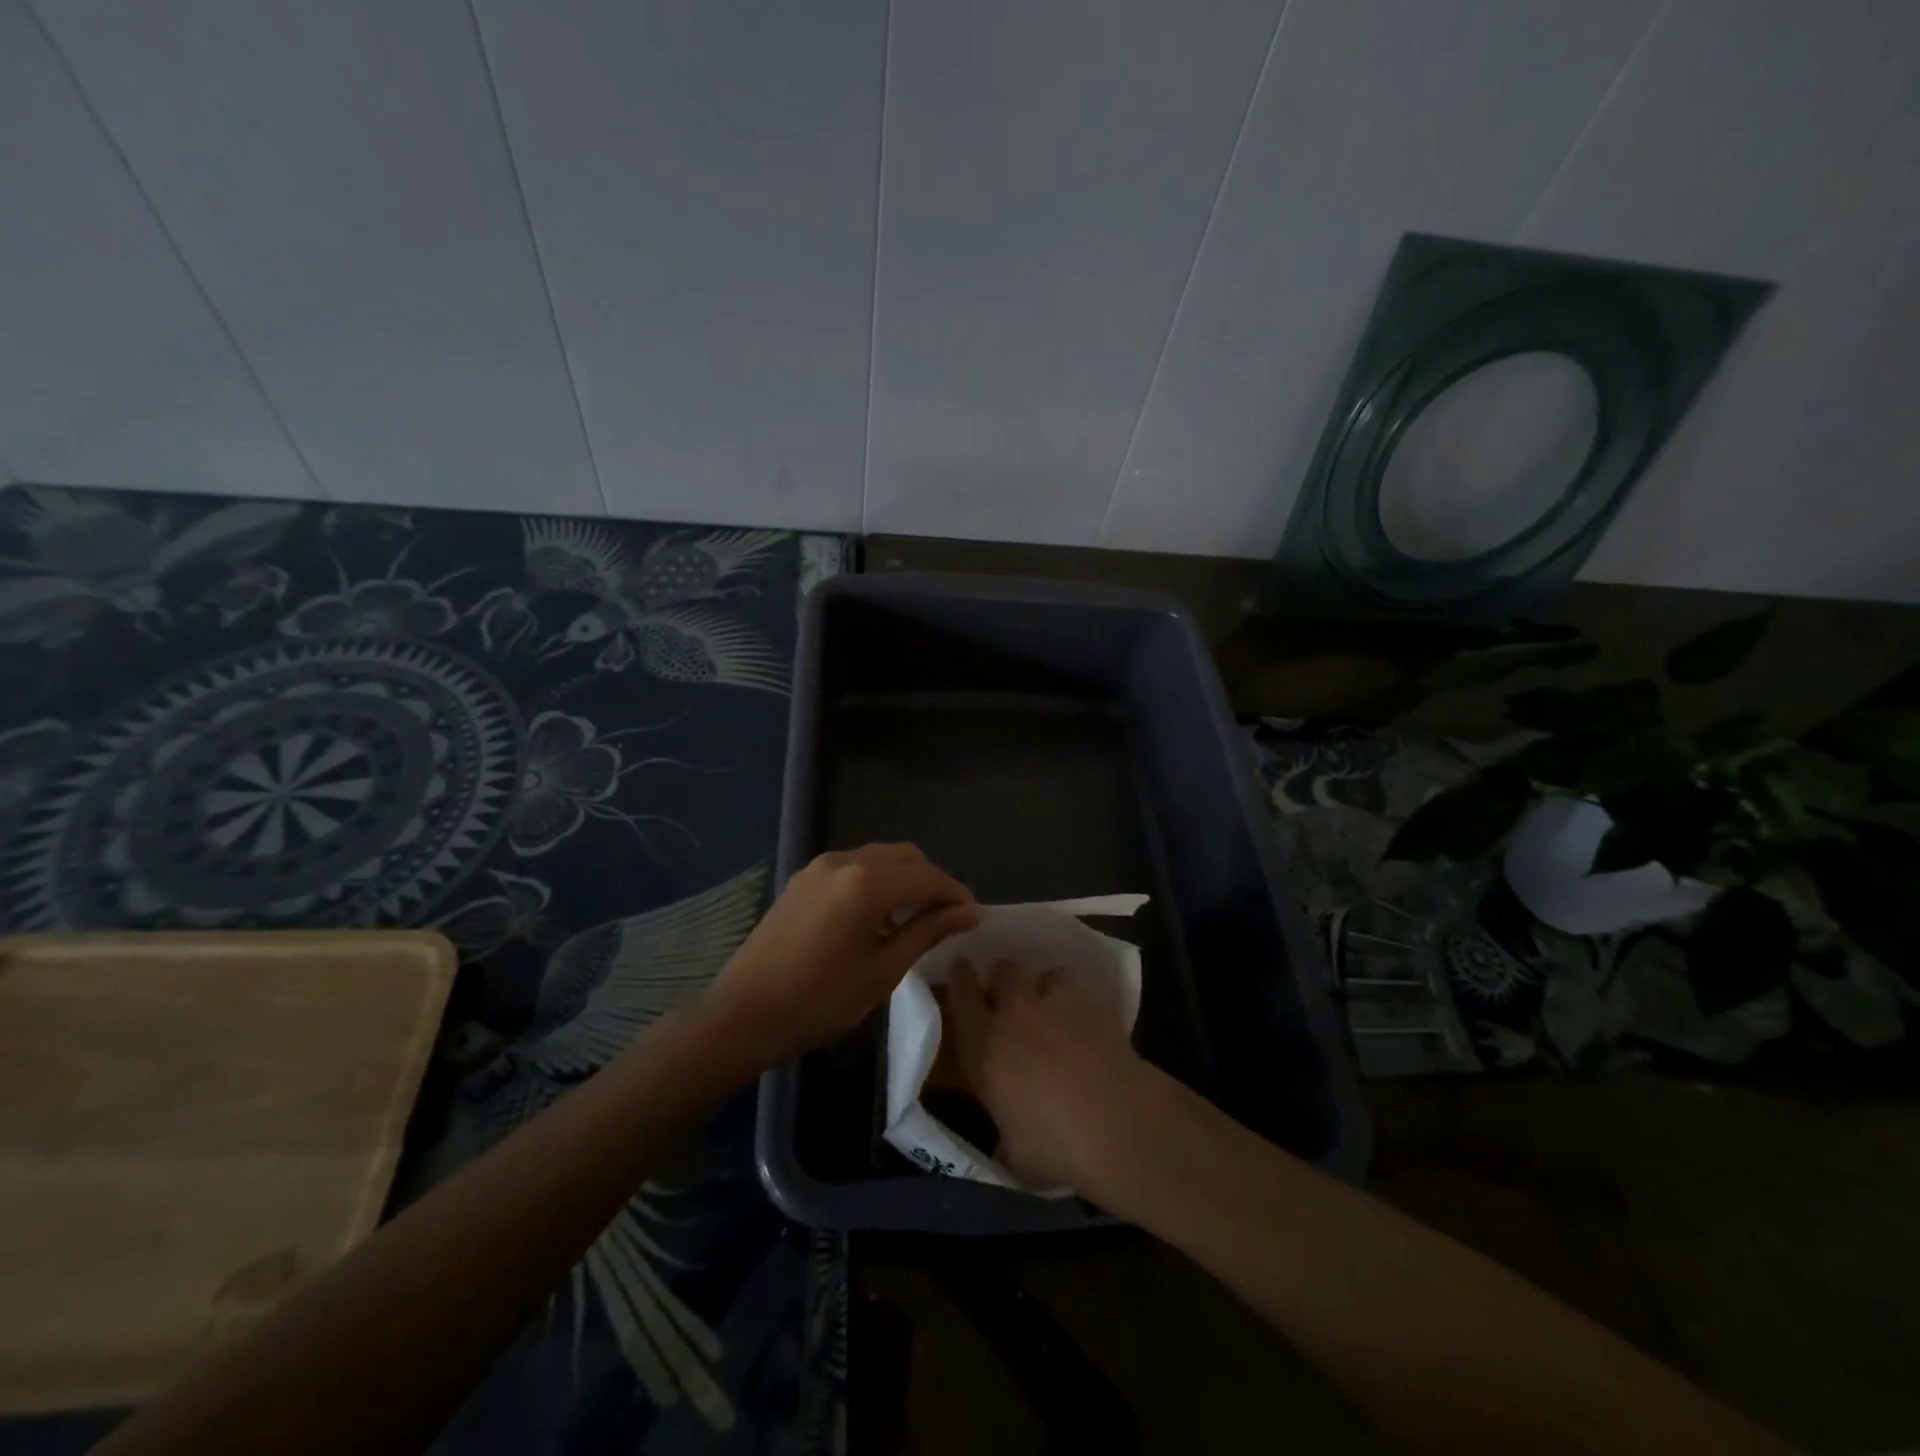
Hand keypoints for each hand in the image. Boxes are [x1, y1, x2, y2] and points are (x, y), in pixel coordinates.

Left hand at [700, 844, 981, 1067]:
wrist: (743, 1013)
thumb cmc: (820, 1000)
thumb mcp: (883, 970)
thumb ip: (928, 931)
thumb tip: (969, 912)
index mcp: (867, 883)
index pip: (928, 876)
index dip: (956, 894)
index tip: (974, 916)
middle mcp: (845, 861)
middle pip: (906, 856)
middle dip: (931, 881)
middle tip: (946, 918)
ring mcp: (820, 866)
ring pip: (879, 857)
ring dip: (904, 878)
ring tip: (914, 918)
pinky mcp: (804, 877)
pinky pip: (854, 866)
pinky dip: (876, 880)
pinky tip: (876, 915)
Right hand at [943, 958, 1148, 1191]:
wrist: (1118, 1126)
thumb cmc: (1054, 1146)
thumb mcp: (1014, 1151)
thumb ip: (1005, 1133)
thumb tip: (1007, 1138)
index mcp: (986, 1045)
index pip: (964, 998)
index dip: (960, 980)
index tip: (960, 970)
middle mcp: (1019, 1015)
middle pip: (1006, 971)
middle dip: (1005, 978)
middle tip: (1010, 996)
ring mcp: (1062, 1006)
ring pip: (1050, 975)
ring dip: (1049, 987)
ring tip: (1056, 1009)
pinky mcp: (1101, 1010)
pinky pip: (1087, 996)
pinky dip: (1084, 1007)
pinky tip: (1091, 1028)